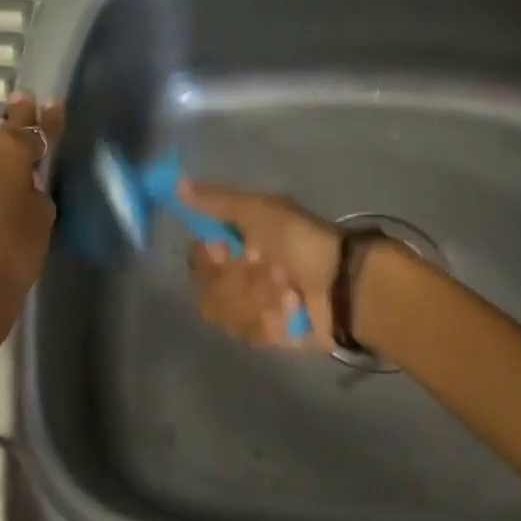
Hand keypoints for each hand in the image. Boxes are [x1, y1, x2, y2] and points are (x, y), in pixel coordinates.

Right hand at [180, 182, 338, 350]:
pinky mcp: (268, 335)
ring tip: (288, 288)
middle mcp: (241, 276)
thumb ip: (217, 202)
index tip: (225, 249)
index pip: (198, 257)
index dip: (207, 257)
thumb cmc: (301, 241)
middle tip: (267, 268)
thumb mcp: (260, 211)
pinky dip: (273, 317)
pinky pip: (249, 333)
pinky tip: (294, 307)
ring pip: (226, 313)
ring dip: (258, 297)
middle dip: (239, 280)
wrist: (343, 284)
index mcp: (238, 244)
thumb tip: (177, 185)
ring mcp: (253, 308)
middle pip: (208, 290)